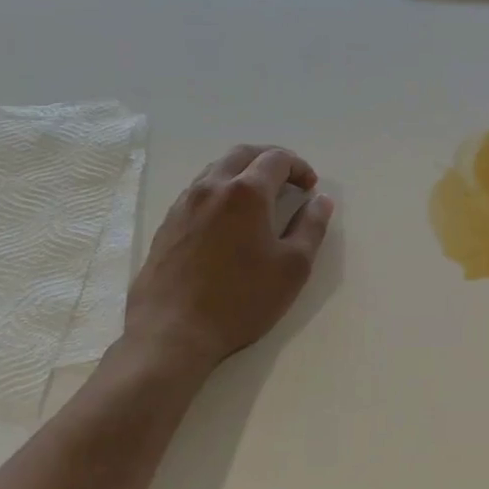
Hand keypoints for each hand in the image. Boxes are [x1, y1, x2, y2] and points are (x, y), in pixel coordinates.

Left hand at [122, 144, 333, 376]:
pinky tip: (229, 220)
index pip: (277, 159)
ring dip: (243, 173)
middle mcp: (212, 187)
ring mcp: (185, 204)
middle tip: (289, 180)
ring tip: (260, 198)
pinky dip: (221, 190)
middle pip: (243, 154)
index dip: (300, 167)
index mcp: (246, 192)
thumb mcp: (293, 267)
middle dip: (270, 160)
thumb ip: (312, 227)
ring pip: (217, 169)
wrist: (172, 333)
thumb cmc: (241, 300)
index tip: (311, 188)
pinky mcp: (168, 224)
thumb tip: (321, 201)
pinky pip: (199, 191)